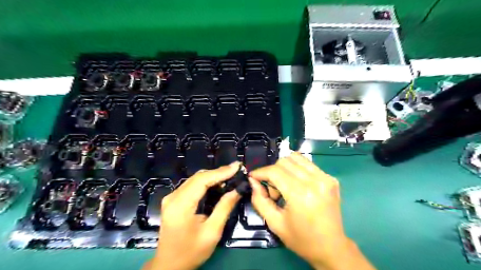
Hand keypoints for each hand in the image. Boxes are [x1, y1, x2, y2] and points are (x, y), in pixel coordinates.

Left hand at [142, 161, 240, 268]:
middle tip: (236, 171)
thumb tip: (237, 190)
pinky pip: (191, 185)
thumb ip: (224, 208)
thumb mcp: (212, 232)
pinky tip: (217, 185)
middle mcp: (173, 197)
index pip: (202, 180)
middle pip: (198, 177)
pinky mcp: (173, 200)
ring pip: (195, 179)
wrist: (169, 266)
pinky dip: (206, 182)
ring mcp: (171, 198)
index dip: (221, 172)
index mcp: (181, 205)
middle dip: (218, 172)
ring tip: (230, 176)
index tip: (237, 166)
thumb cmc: (191, 252)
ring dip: (213, 176)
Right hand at [248, 153, 375, 268]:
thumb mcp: (274, 223)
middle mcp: (315, 181)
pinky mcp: (330, 178)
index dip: (260, 172)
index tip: (253, 177)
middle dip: (272, 172)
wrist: (331, 248)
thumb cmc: (301, 239)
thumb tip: (253, 181)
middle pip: (284, 161)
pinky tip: (296, 184)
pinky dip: (296, 169)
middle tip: (273, 190)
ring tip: (285, 185)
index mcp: (300, 195)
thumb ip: (260, 200)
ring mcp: (325, 178)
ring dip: (284, 168)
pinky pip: (307, 164)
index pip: (275, 171)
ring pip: (296, 158)